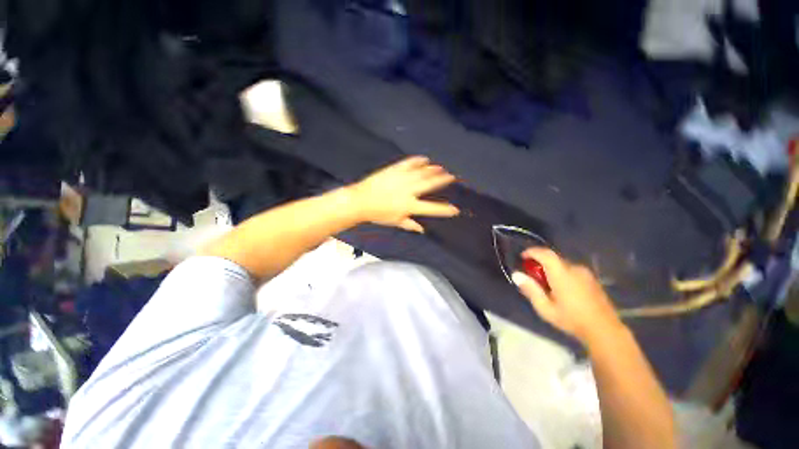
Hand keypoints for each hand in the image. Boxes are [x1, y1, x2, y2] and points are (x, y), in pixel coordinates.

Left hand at [348, 156, 459, 231]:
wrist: (360, 201)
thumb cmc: (378, 214)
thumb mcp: (395, 221)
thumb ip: (410, 225)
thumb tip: (422, 230)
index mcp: (409, 206)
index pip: (431, 208)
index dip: (445, 209)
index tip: (455, 209)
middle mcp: (408, 191)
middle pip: (429, 184)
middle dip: (442, 180)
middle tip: (452, 176)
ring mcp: (401, 179)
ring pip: (421, 172)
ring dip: (433, 169)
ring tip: (441, 168)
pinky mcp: (393, 170)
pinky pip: (408, 163)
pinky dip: (417, 160)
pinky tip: (424, 159)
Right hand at [511, 248, 623, 343]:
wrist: (605, 331)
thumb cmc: (572, 320)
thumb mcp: (545, 308)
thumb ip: (530, 289)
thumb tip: (516, 274)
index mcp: (562, 274)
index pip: (545, 253)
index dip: (532, 252)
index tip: (522, 257)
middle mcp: (575, 269)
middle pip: (553, 258)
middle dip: (540, 263)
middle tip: (532, 276)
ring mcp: (586, 273)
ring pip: (563, 265)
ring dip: (551, 269)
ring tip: (547, 285)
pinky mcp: (592, 279)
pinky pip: (572, 270)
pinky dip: (562, 274)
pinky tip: (562, 290)